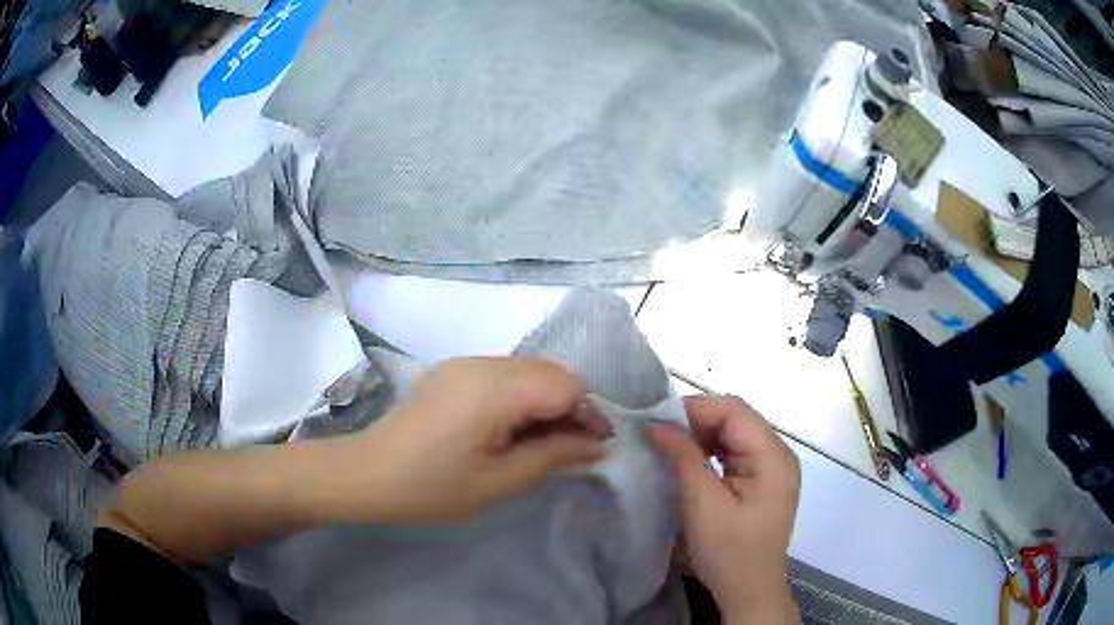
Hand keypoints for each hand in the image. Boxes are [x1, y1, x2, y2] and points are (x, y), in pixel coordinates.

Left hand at [340, 357, 610, 522]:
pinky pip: (504, 372)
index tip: (593, 446)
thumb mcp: (499, 481)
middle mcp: (483, 363)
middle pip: (551, 370)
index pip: (567, 384)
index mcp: (495, 389)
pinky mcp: (453, 370)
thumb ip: (553, 457)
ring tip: (541, 441)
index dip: (588, 413)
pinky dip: (521, 395)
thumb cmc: (432, 487)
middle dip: (571, 405)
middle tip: (569, 448)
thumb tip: (598, 445)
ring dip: (547, 399)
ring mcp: (465, 362)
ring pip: (529, 369)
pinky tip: (510, 427)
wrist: (367, 472)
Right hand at [648, 396, 799, 623]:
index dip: (695, 408)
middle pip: (736, 419)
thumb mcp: (703, 506)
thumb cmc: (729, 553)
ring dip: (701, 436)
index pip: (735, 410)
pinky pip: (735, 453)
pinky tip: (690, 463)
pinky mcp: (763, 481)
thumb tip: (657, 424)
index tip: (656, 420)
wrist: (749, 591)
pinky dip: (710, 452)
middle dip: (696, 422)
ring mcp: (773, 467)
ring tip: (669, 447)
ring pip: (734, 434)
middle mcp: (779, 454)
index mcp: (773, 457)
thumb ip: (684, 459)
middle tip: (658, 435)